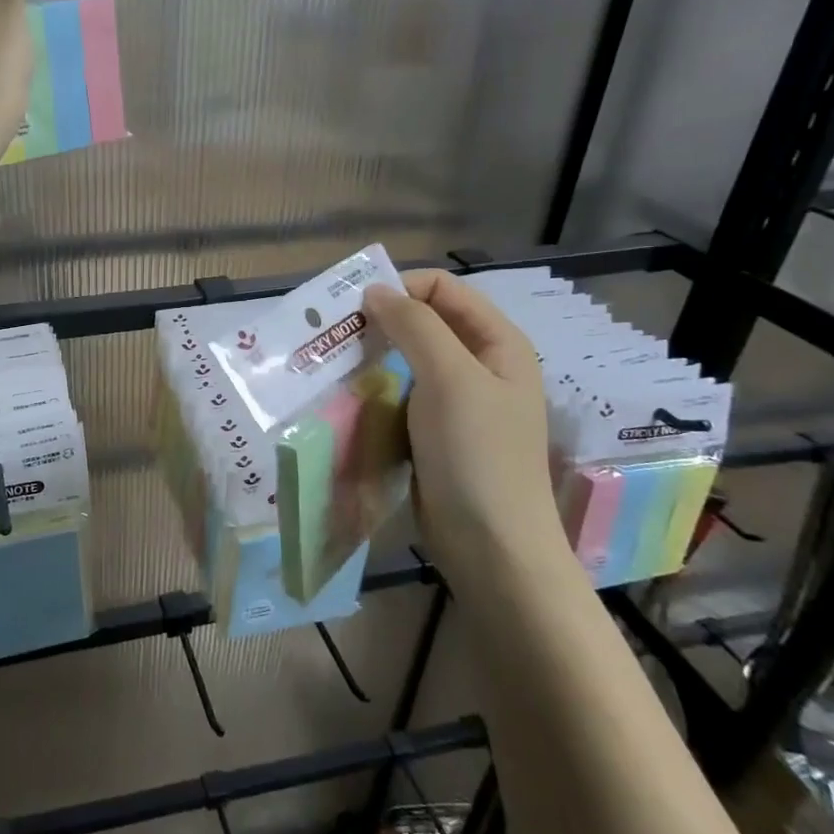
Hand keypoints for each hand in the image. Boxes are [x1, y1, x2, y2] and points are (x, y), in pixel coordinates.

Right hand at [364, 271, 568, 582]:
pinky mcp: (435, 431)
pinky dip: (375, 388)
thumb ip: (415, 326)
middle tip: (336, 335)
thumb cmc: (476, 454)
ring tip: (335, 365)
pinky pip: (401, 393)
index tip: (354, 309)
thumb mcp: (450, 378)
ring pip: (408, 359)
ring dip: (373, 356)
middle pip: (425, 321)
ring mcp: (458, 401)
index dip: (401, 288)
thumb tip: (375, 290)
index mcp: (498, 343)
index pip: (443, 288)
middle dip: (381, 321)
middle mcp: (480, 365)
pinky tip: (349, 397)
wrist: (490, 544)